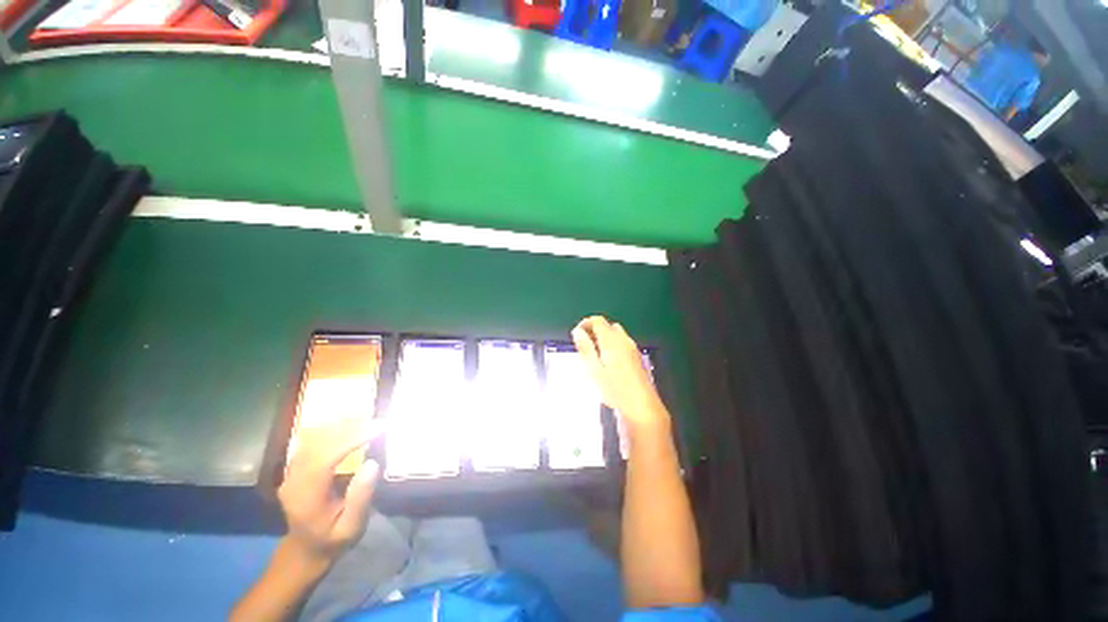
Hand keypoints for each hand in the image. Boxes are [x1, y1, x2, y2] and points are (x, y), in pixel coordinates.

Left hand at [278, 419, 382, 564]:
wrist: (304, 550)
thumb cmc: (332, 539)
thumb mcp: (351, 527)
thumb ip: (361, 497)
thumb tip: (372, 463)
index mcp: (306, 496)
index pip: (326, 458)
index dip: (353, 439)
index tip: (379, 428)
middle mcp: (293, 480)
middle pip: (319, 443)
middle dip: (351, 428)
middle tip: (378, 422)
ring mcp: (291, 472)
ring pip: (313, 439)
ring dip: (341, 426)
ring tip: (368, 420)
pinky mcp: (295, 467)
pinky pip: (311, 441)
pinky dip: (332, 430)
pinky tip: (349, 425)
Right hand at [572, 316, 668, 436]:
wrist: (640, 406)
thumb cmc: (614, 388)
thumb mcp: (593, 368)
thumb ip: (585, 347)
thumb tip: (578, 332)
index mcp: (612, 340)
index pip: (598, 320)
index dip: (585, 323)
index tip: (577, 333)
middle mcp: (624, 340)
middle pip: (608, 326)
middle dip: (595, 331)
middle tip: (584, 345)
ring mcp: (632, 349)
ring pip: (616, 335)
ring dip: (604, 339)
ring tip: (594, 355)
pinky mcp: (637, 358)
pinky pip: (623, 344)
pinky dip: (613, 346)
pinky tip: (607, 363)